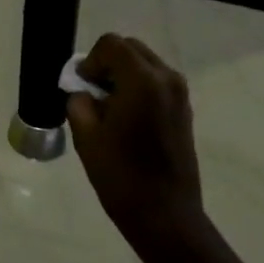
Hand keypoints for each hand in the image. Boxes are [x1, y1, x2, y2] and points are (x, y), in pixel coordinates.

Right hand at [66, 35, 204, 258]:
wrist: (166, 217)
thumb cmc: (122, 177)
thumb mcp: (87, 136)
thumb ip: (79, 101)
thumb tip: (82, 89)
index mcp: (142, 80)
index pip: (111, 45)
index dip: (90, 60)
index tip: (81, 86)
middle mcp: (166, 77)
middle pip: (130, 48)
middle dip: (107, 63)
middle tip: (92, 93)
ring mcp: (179, 92)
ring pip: (144, 63)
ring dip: (123, 74)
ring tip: (108, 106)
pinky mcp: (184, 108)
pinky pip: (156, 80)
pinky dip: (138, 86)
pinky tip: (126, 116)